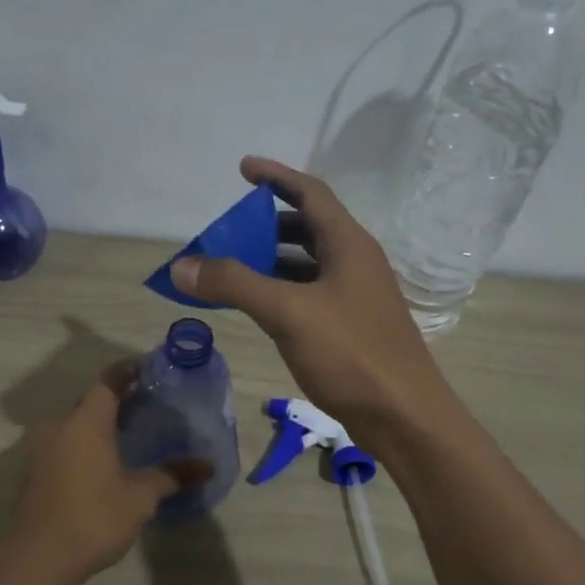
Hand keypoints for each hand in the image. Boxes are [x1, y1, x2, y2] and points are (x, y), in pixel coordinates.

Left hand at [9, 361, 210, 581]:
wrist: (37, 558)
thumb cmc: (94, 517)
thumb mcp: (140, 497)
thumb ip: (171, 475)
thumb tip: (207, 466)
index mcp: (86, 422)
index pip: (108, 381)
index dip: (128, 370)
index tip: (147, 367)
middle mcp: (58, 426)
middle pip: (88, 401)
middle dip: (114, 399)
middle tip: (143, 404)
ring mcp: (39, 450)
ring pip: (72, 424)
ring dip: (95, 424)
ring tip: (124, 434)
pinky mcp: (32, 472)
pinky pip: (61, 445)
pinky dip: (81, 444)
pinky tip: (100, 463)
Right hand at [169, 157, 457, 451]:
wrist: (403, 416)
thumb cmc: (351, 354)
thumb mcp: (287, 312)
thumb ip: (234, 284)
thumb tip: (181, 265)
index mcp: (348, 244)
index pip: (311, 192)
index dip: (276, 176)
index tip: (243, 169)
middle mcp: (355, 262)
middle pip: (308, 227)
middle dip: (268, 223)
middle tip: (230, 231)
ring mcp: (356, 296)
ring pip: (309, 264)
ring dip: (273, 260)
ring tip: (234, 267)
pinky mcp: (351, 327)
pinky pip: (310, 294)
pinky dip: (282, 290)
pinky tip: (260, 307)